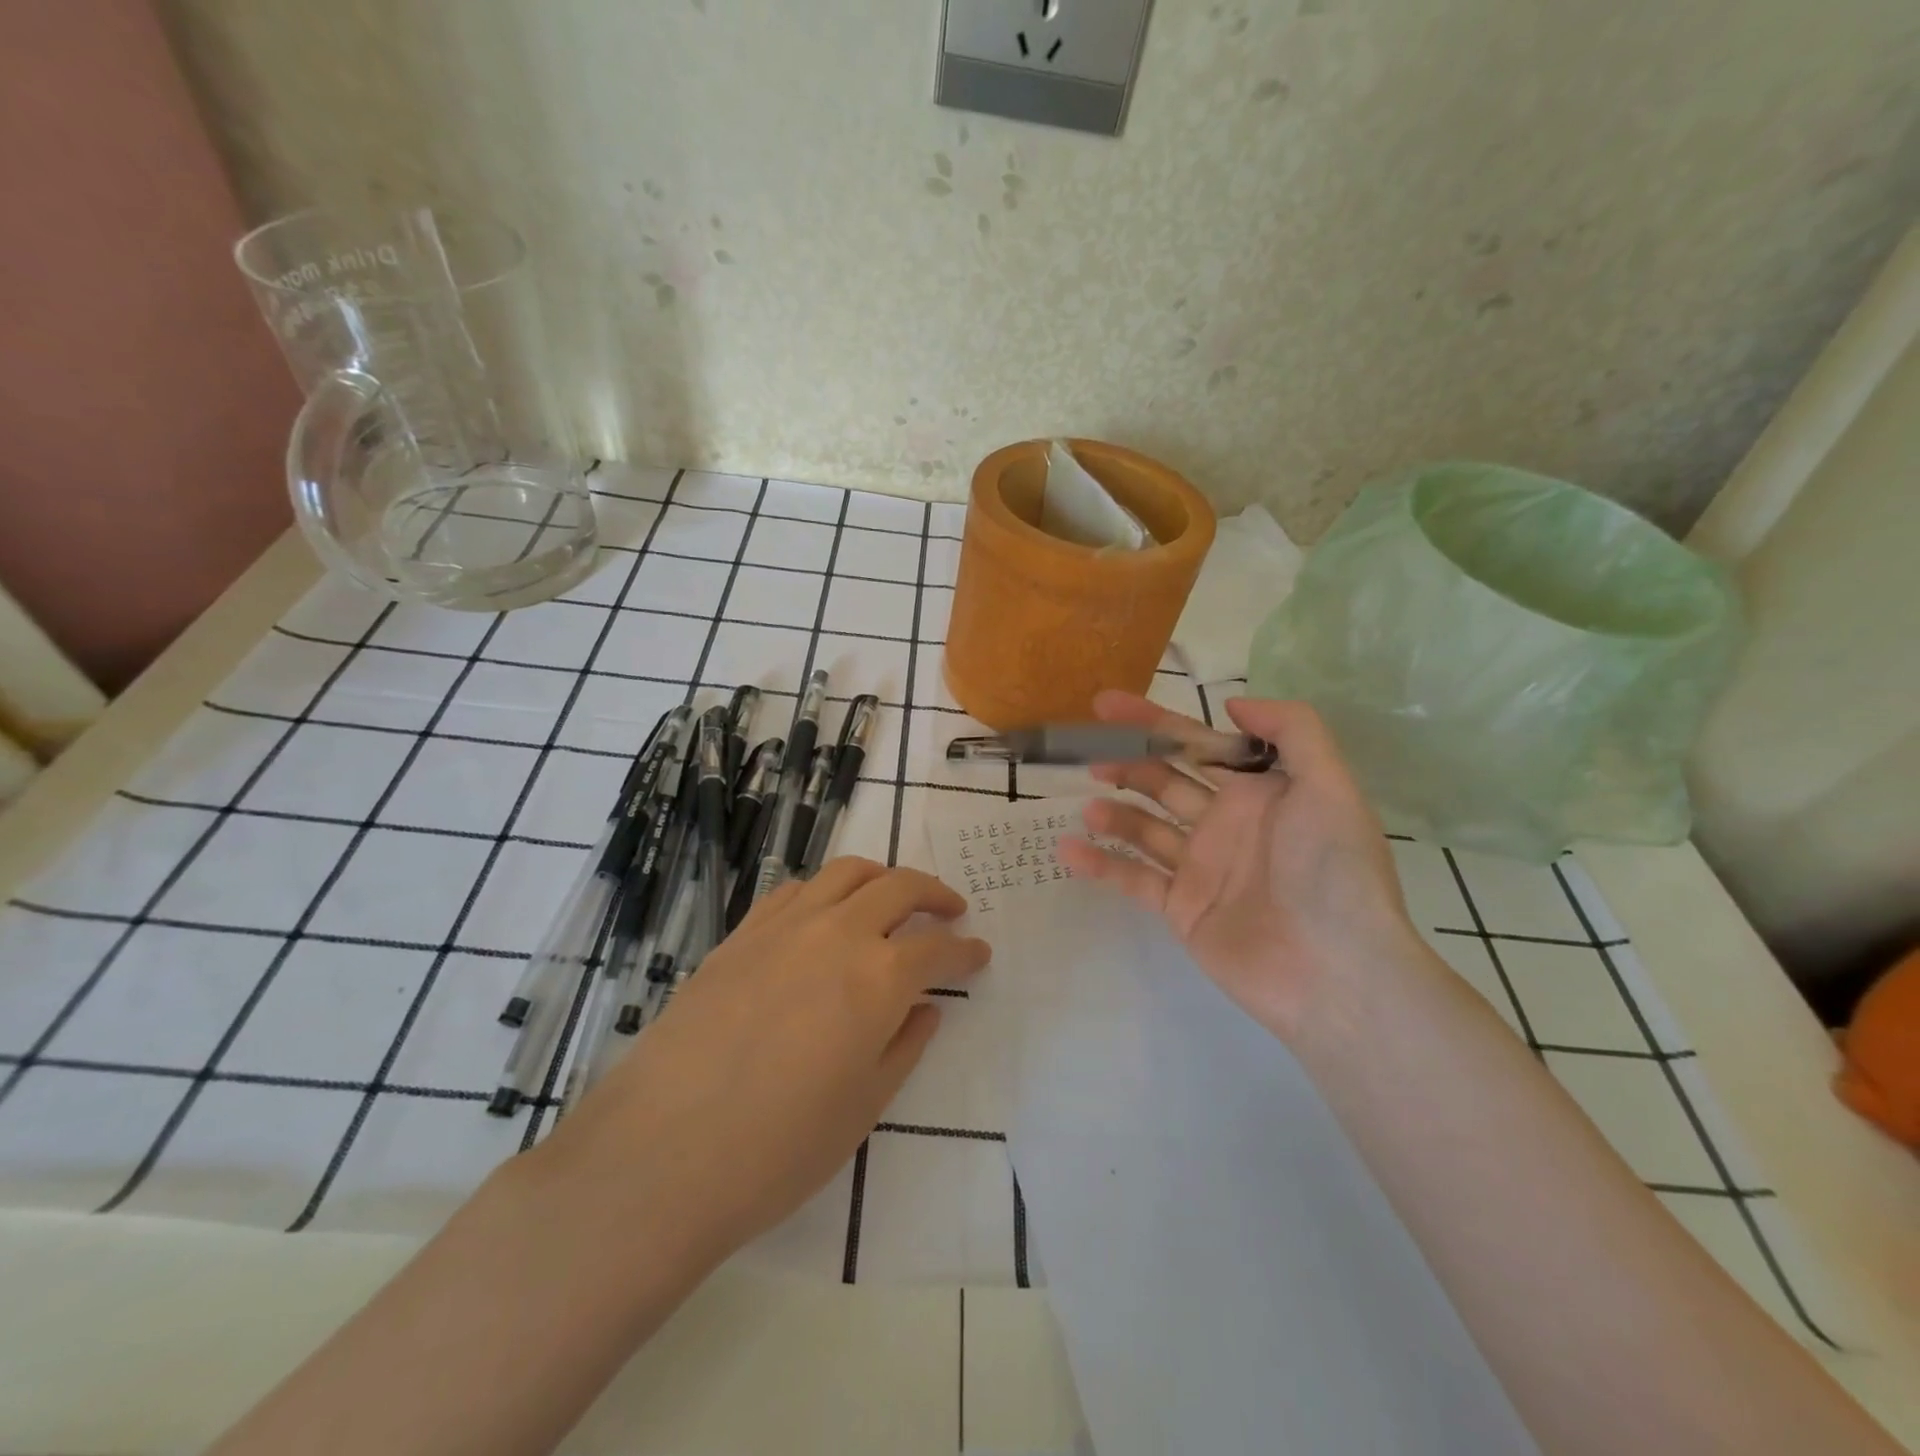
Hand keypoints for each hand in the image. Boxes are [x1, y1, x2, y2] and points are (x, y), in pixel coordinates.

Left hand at [541, 859, 988, 1262]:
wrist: (661, 1155)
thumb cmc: (779, 1148)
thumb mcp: (863, 1107)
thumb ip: (904, 1045)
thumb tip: (927, 1008)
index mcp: (878, 978)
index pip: (937, 949)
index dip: (965, 951)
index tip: (979, 954)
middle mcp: (836, 934)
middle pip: (899, 887)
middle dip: (934, 894)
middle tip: (951, 910)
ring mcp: (783, 927)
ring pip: (845, 873)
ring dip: (881, 878)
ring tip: (892, 896)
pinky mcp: (740, 935)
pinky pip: (793, 891)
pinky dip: (824, 891)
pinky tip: (823, 913)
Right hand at [1058, 691, 1430, 1043]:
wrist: (1335, 972)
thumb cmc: (1332, 871)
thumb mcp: (1329, 786)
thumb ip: (1291, 730)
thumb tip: (1231, 704)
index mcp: (1258, 792)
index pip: (1197, 744)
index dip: (1154, 722)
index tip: (1107, 705)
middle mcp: (1226, 823)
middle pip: (1164, 780)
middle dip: (1127, 761)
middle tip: (1088, 752)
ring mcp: (1201, 867)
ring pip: (1145, 827)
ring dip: (1115, 812)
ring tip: (1089, 805)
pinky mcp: (1182, 908)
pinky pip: (1134, 878)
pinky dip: (1102, 863)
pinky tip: (1069, 849)